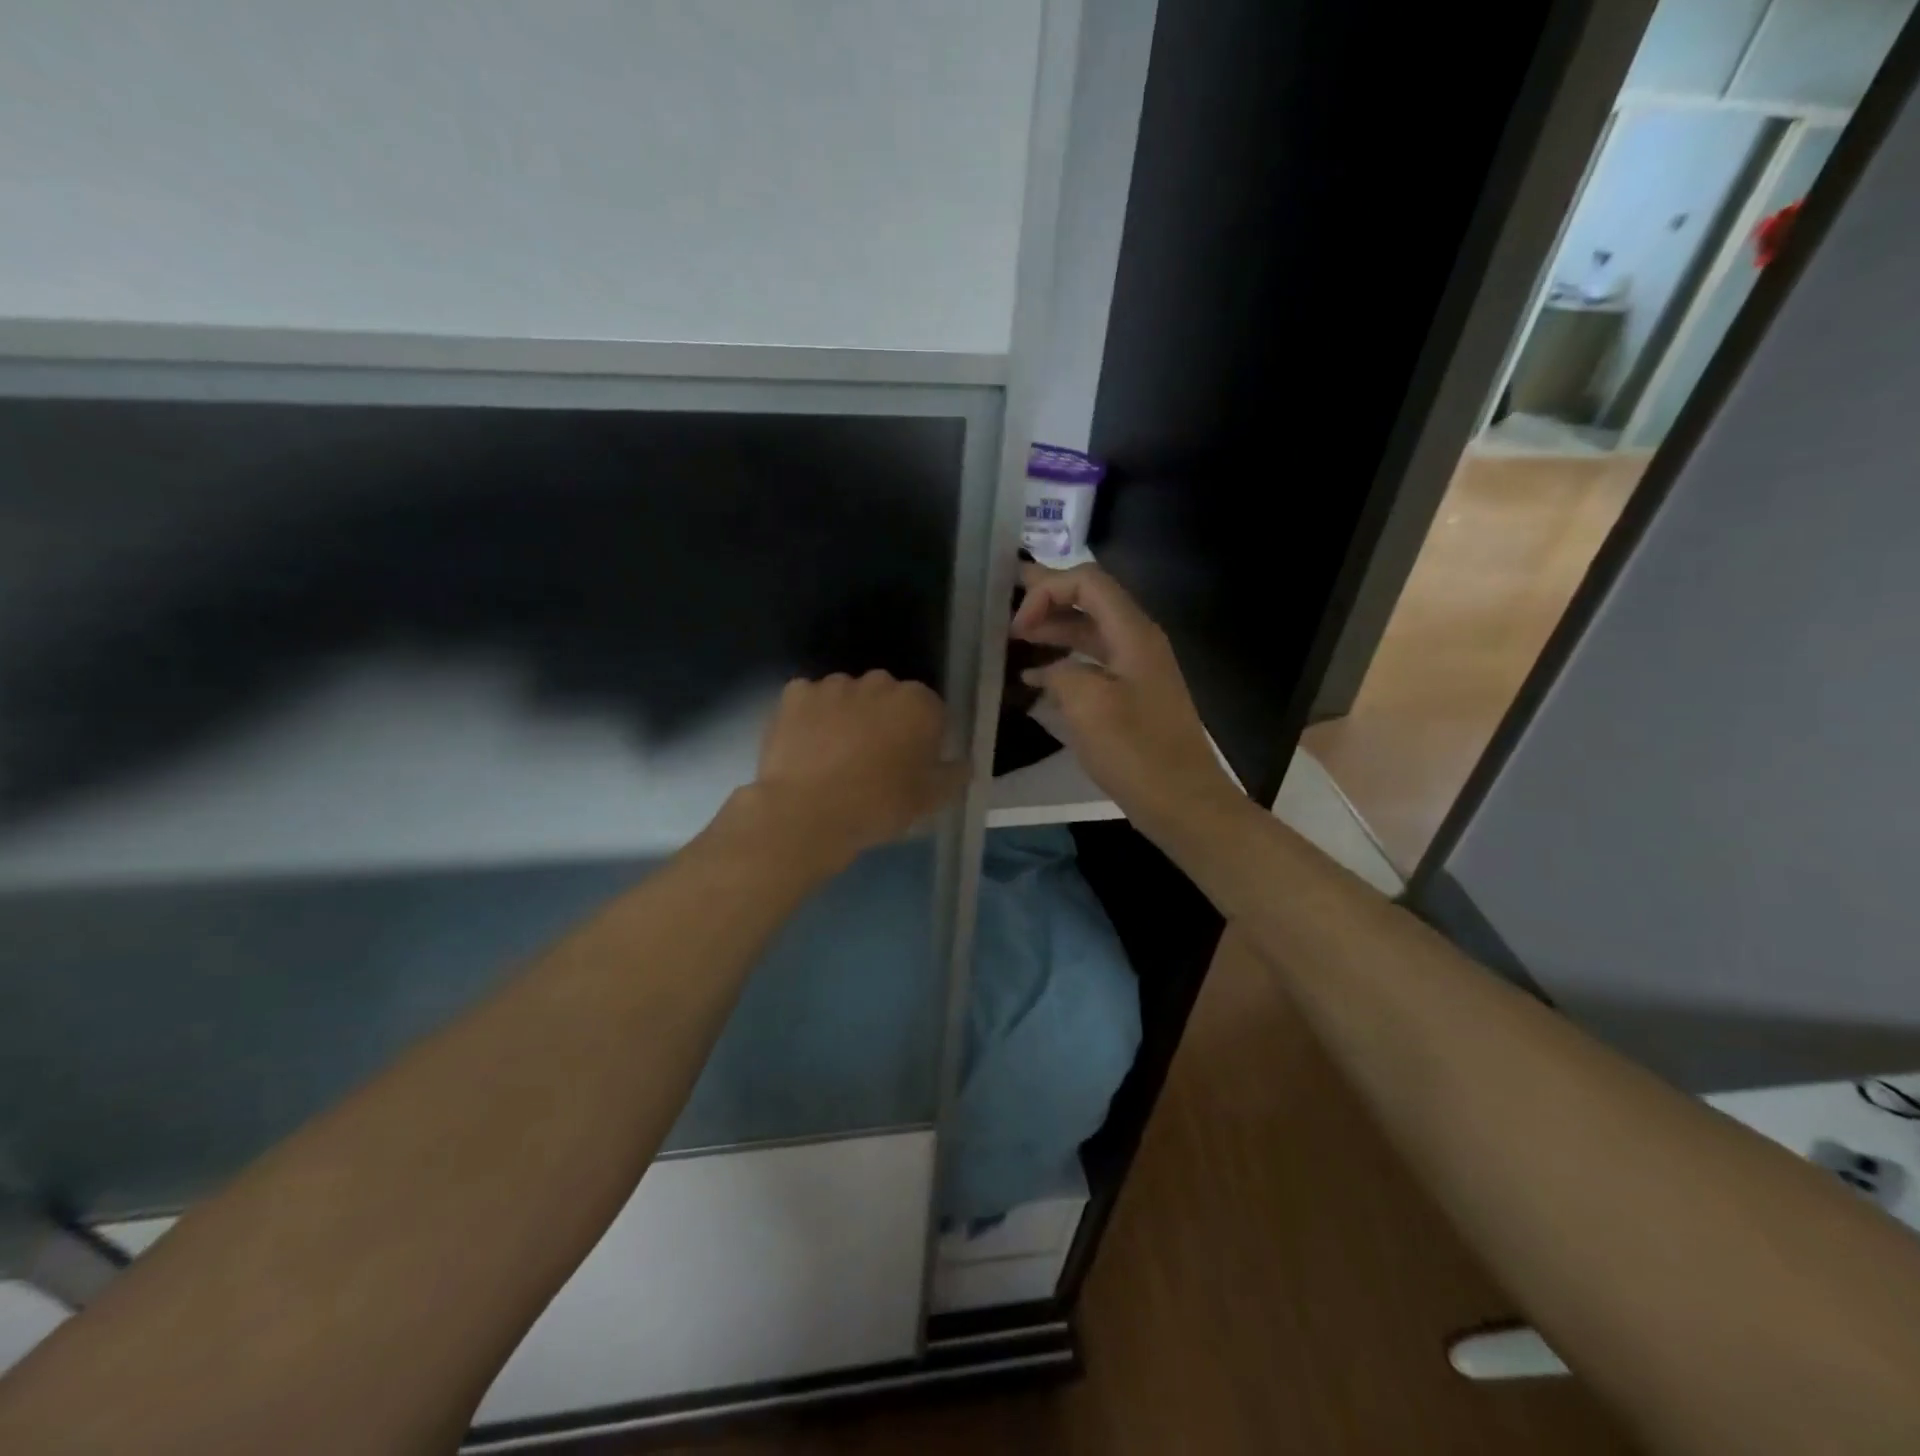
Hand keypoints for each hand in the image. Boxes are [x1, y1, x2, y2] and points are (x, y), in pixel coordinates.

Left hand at [752, 671, 967, 864]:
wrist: (807, 813)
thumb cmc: (878, 805)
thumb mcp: (929, 800)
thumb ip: (952, 776)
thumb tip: (962, 763)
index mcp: (919, 703)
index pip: (931, 711)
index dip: (923, 738)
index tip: (912, 764)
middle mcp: (880, 683)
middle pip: (889, 697)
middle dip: (885, 720)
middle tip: (875, 760)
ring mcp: (835, 685)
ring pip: (848, 695)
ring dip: (848, 715)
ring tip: (836, 756)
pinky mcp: (796, 694)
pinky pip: (811, 700)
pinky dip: (811, 716)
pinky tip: (807, 746)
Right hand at [1011, 563, 1240, 833]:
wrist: (1182, 801)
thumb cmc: (1136, 752)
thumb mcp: (1088, 705)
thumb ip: (1061, 672)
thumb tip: (1050, 672)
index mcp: (1133, 633)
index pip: (1087, 582)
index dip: (1047, 591)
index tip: (1017, 626)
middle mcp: (1137, 642)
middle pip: (1089, 601)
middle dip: (1048, 599)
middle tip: (1007, 603)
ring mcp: (1136, 670)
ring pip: (1089, 634)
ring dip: (1053, 631)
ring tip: (1015, 640)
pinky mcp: (1131, 697)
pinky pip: (1092, 665)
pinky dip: (1063, 664)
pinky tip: (1034, 680)